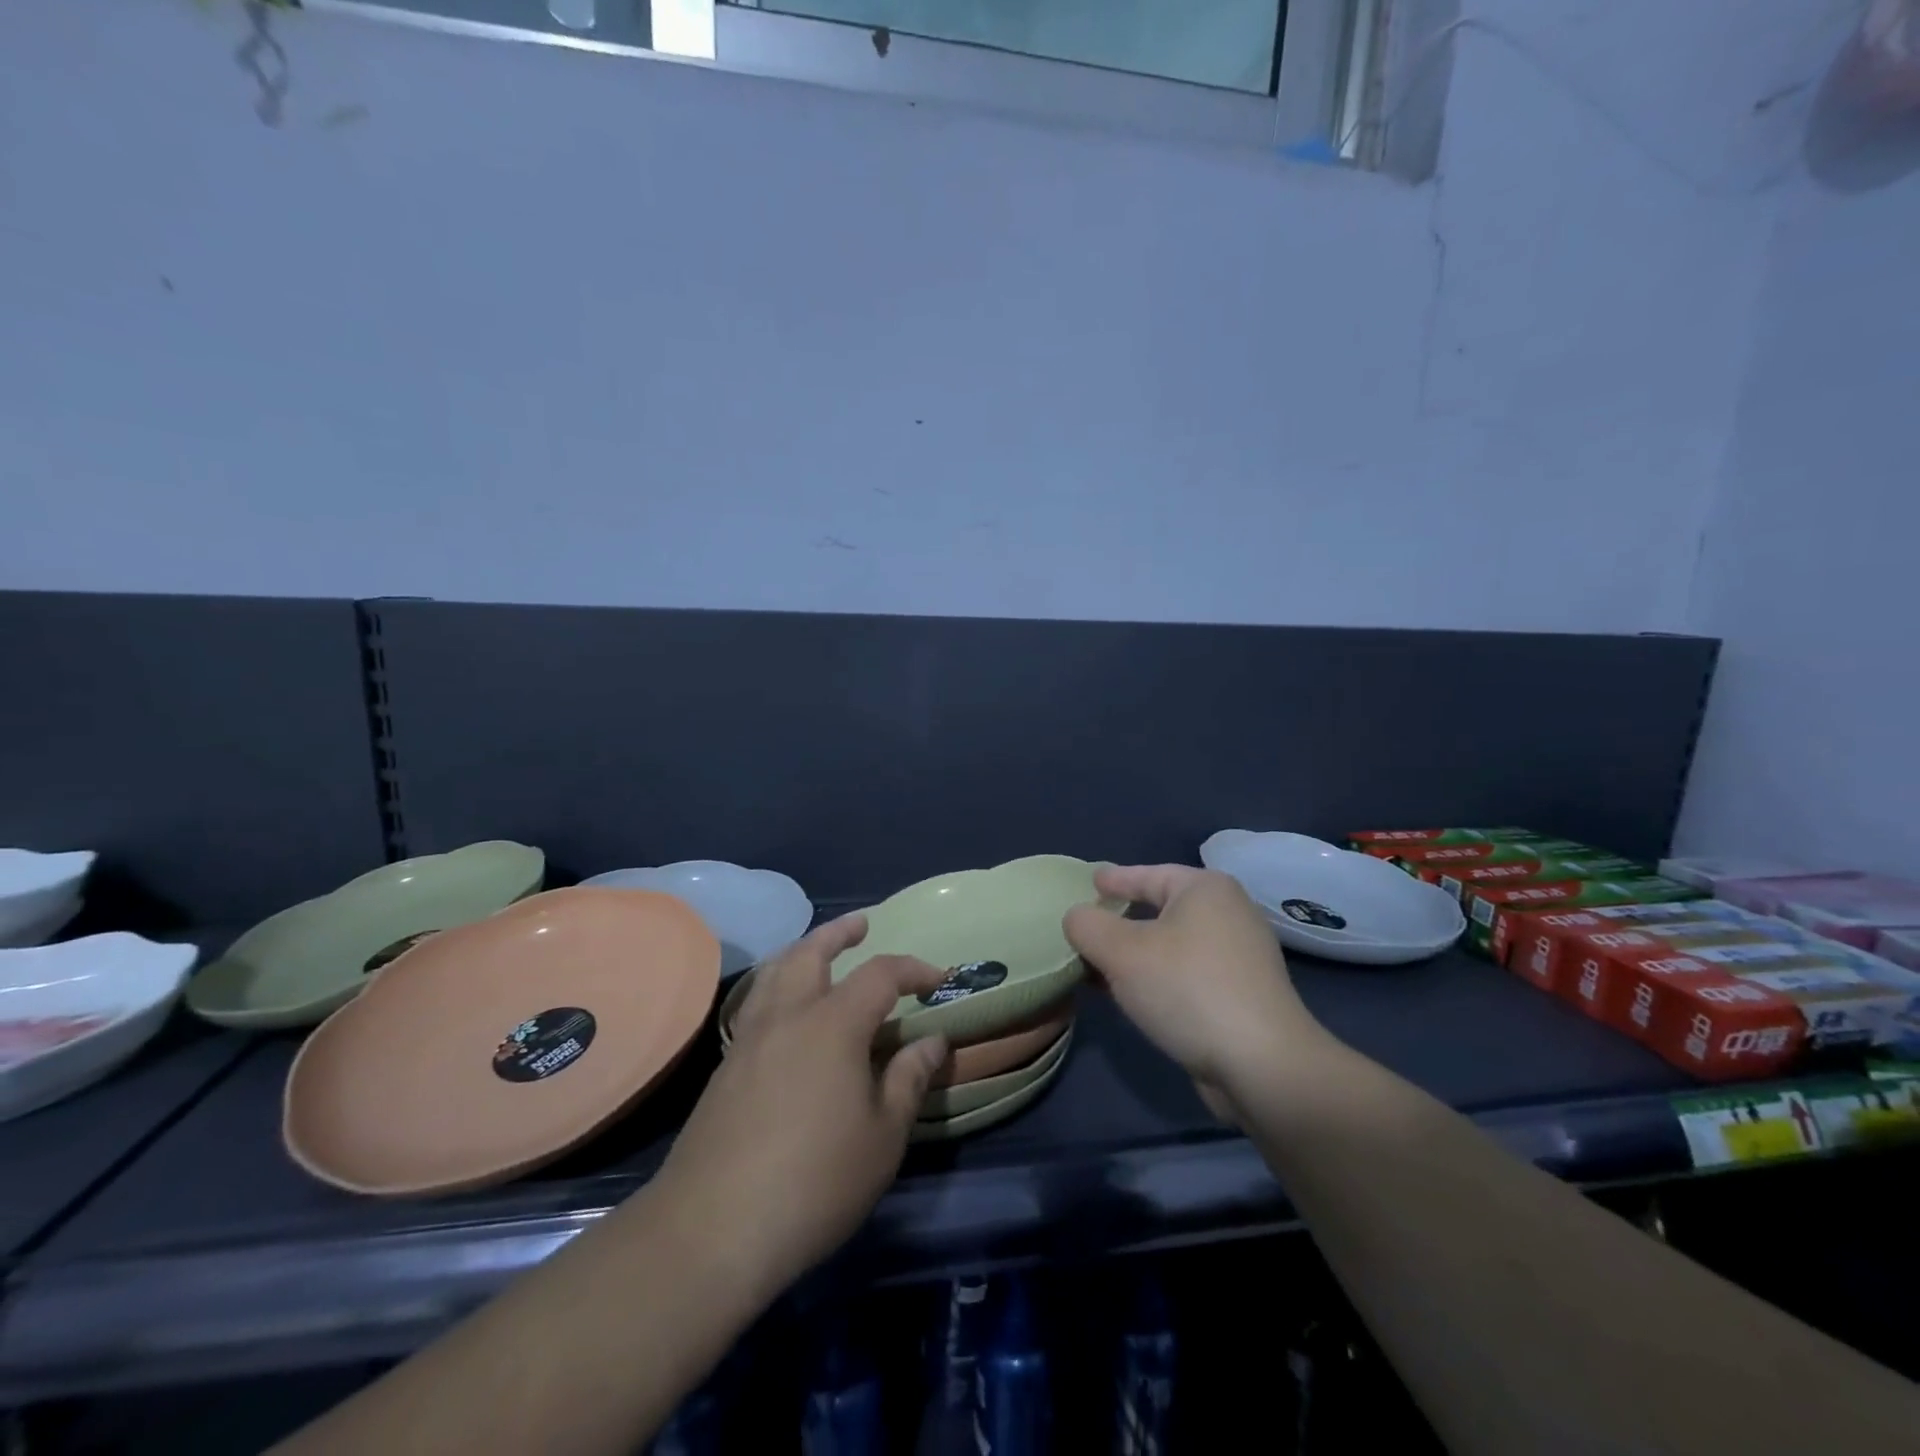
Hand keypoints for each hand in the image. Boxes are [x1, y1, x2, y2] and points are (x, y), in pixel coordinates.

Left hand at [652, 915, 948, 1307]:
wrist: (712, 1229)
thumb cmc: (815, 1181)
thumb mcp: (883, 1136)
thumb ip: (909, 1079)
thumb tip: (933, 1040)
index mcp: (833, 1024)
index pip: (880, 974)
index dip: (912, 970)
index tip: (937, 979)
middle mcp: (788, 1016)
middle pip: (811, 952)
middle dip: (839, 933)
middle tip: (861, 924)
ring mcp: (750, 1039)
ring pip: (775, 972)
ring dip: (802, 951)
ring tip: (819, 950)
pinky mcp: (726, 1068)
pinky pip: (758, 1003)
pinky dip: (778, 985)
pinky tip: (788, 1011)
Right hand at [1064, 865, 1330, 1114]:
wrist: (1262, 1065)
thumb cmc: (1187, 989)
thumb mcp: (1120, 952)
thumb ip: (1088, 926)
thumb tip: (1077, 918)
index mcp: (1205, 889)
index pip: (1149, 874)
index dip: (1115, 879)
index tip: (1091, 882)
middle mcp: (1229, 913)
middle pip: (1162, 908)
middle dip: (1123, 920)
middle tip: (1091, 927)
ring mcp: (1242, 955)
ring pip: (1175, 944)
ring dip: (1138, 955)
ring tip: (1103, 967)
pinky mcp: (1245, 994)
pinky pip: (1189, 972)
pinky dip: (1160, 977)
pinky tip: (1136, 997)